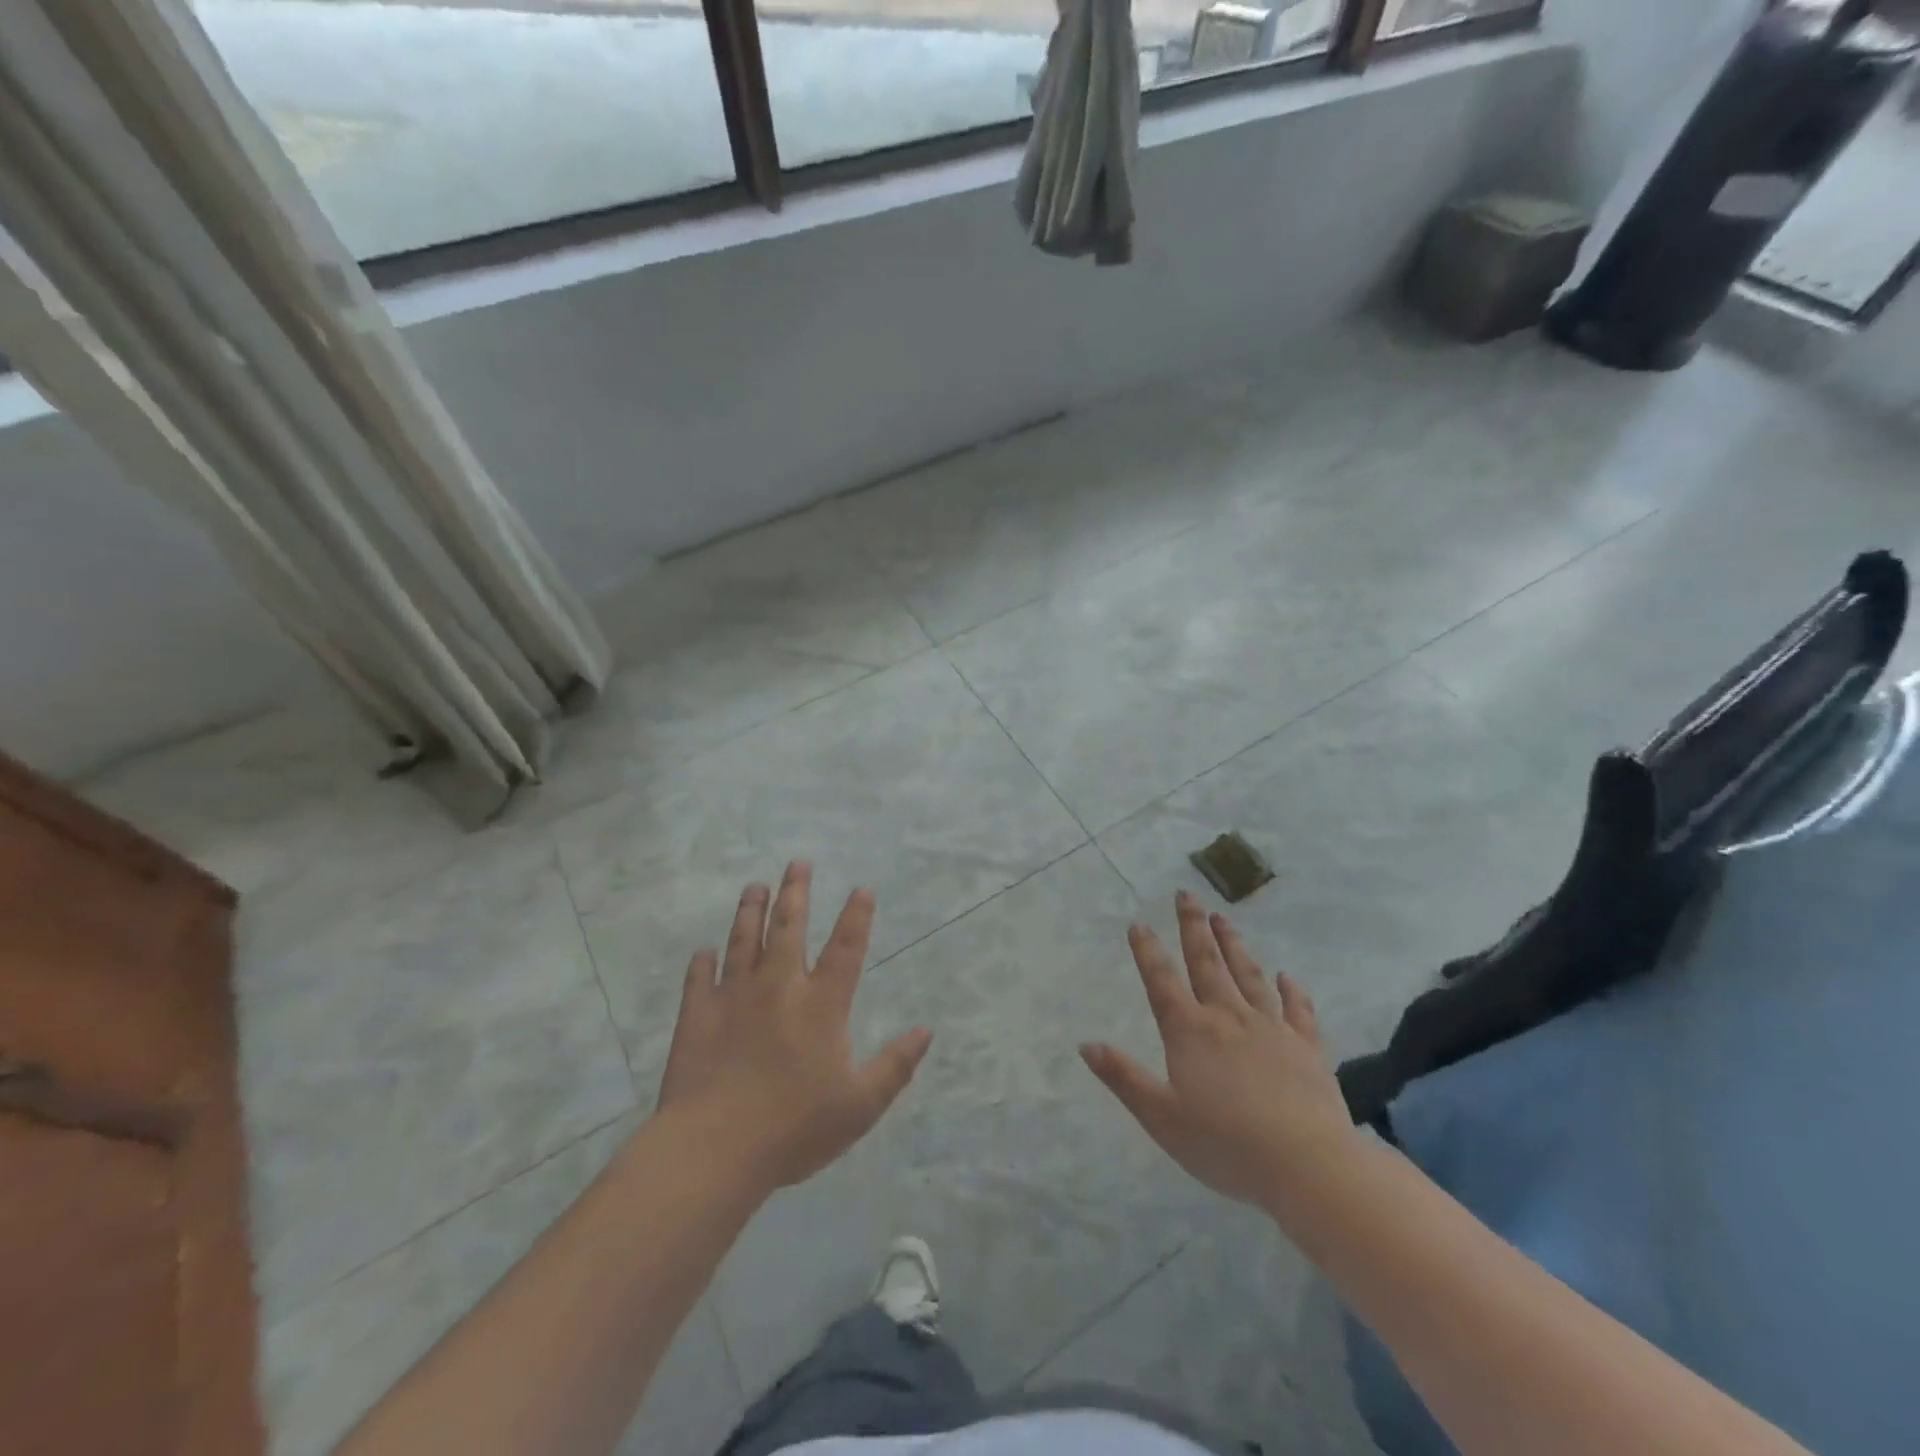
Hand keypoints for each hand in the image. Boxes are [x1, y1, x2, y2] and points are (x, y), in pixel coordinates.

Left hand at [657, 862, 931, 1191]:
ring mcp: (734, 997)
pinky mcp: (697, 1015)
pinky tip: (703, 951)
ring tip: (755, 886)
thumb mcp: (860, 1105)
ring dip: (750, 910)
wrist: (715, 1148)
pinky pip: (699, 979)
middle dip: (795, 892)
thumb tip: (927, 1031)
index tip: (861, 888)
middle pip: (788, 927)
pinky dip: (702, 963)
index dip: (856, 916)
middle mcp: (779, 987)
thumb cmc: (794, 1128)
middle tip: (797, 863)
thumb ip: (895, 1065)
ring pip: (743, 940)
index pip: (845, 948)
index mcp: (821, 1004)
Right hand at [1082, 891, 1356, 1211]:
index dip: (1147, 951)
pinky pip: (1298, 1010)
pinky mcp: (1307, 1047)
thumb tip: (1086, 1044)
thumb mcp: (1161, 1117)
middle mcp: (1228, 1018)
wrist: (1306, 1165)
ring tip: (1223, 917)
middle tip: (1186, 895)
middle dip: (1193, 927)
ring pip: (1249, 975)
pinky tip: (1287, 977)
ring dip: (1234, 945)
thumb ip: (1123, 1077)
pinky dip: (1292, 991)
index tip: (1138, 923)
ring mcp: (1271, 1028)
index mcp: (1190, 1032)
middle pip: (1207, 963)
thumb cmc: (1225, 1145)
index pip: (1161, 981)